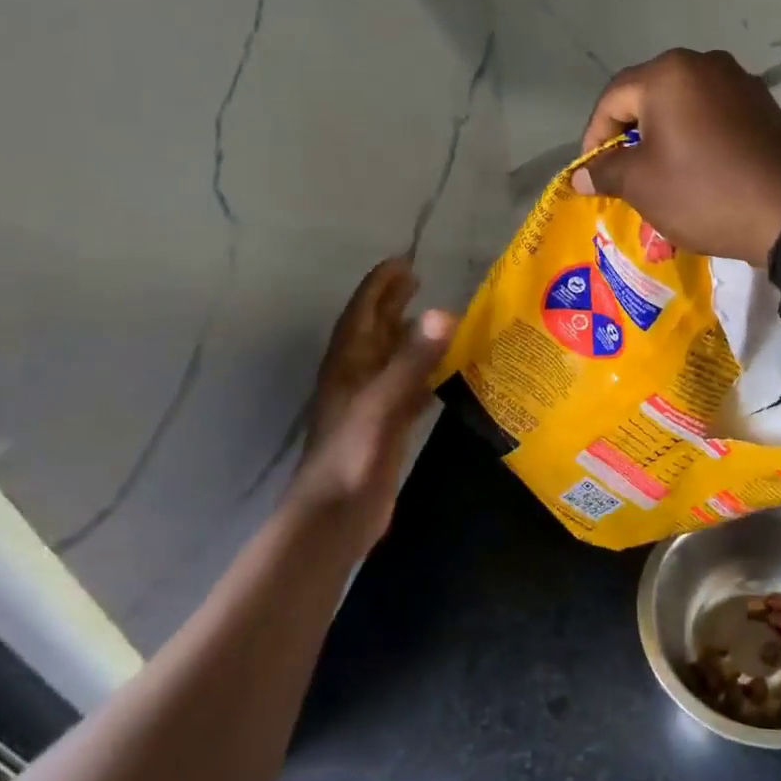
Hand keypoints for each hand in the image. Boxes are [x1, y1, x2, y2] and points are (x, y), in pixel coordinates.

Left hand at [287, 256, 452, 554]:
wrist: (334, 518)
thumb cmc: (352, 456)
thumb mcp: (384, 404)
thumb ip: (413, 360)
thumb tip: (445, 311)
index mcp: (349, 365)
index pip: (364, 313)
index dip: (380, 286)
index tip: (403, 262)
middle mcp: (356, 378)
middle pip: (375, 330)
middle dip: (393, 303)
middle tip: (417, 278)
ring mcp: (369, 404)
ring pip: (390, 358)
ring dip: (408, 336)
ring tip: (434, 318)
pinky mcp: (384, 427)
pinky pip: (406, 388)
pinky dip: (422, 373)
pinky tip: (443, 374)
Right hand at [574, 49, 780, 264]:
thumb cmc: (704, 194)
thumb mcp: (642, 185)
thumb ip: (606, 171)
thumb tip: (581, 174)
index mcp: (669, 73)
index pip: (613, 98)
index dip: (594, 137)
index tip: (593, 173)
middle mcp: (705, 63)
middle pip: (649, 95)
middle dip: (630, 134)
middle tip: (623, 173)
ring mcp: (740, 81)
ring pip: (683, 104)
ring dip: (664, 134)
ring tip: (659, 172)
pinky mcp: (764, 105)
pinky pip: (714, 114)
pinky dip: (696, 136)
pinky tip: (698, 167)